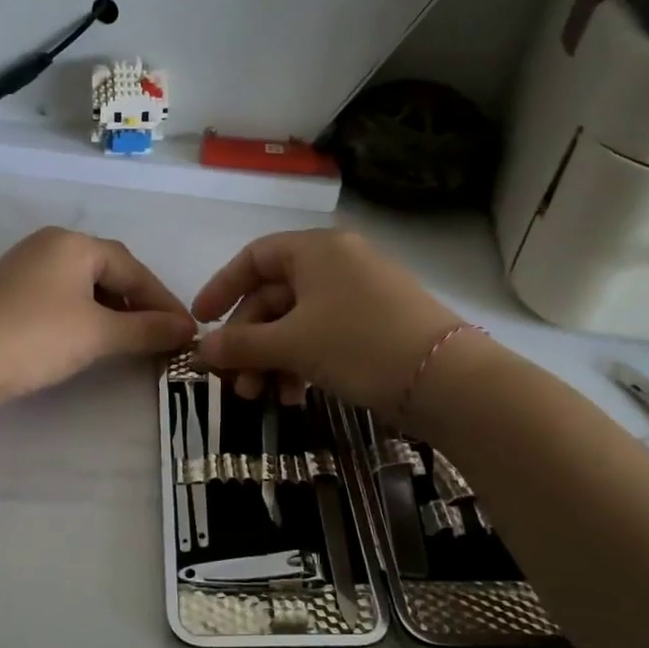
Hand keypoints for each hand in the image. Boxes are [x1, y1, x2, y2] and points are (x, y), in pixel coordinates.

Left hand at [0, 227, 195, 406]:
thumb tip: (186, 330)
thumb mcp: (99, 333)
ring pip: (82, 285)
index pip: (132, 268)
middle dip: (137, 303)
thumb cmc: (38, 336)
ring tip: (129, 339)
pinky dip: (83, 316)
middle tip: (160, 333)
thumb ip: (146, 329)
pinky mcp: (6, 293)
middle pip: (108, 271)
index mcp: (74, 243)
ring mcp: (23, 267)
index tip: (185, 330)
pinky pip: (59, 297)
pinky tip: (88, 338)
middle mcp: (48, 245)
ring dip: (111, 311)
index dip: (162, 301)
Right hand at [192, 230, 463, 412]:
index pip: (254, 258)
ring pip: (297, 322)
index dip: (222, 288)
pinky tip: (294, 396)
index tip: (201, 322)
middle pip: (274, 296)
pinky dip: (302, 362)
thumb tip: (201, 350)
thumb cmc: (359, 344)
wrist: (446, 380)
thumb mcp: (292, 344)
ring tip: (261, 397)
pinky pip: (323, 335)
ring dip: (272, 359)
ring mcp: (358, 294)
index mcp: (315, 250)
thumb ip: (241, 344)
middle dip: (248, 341)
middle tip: (233, 382)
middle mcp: (337, 263)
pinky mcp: (374, 325)